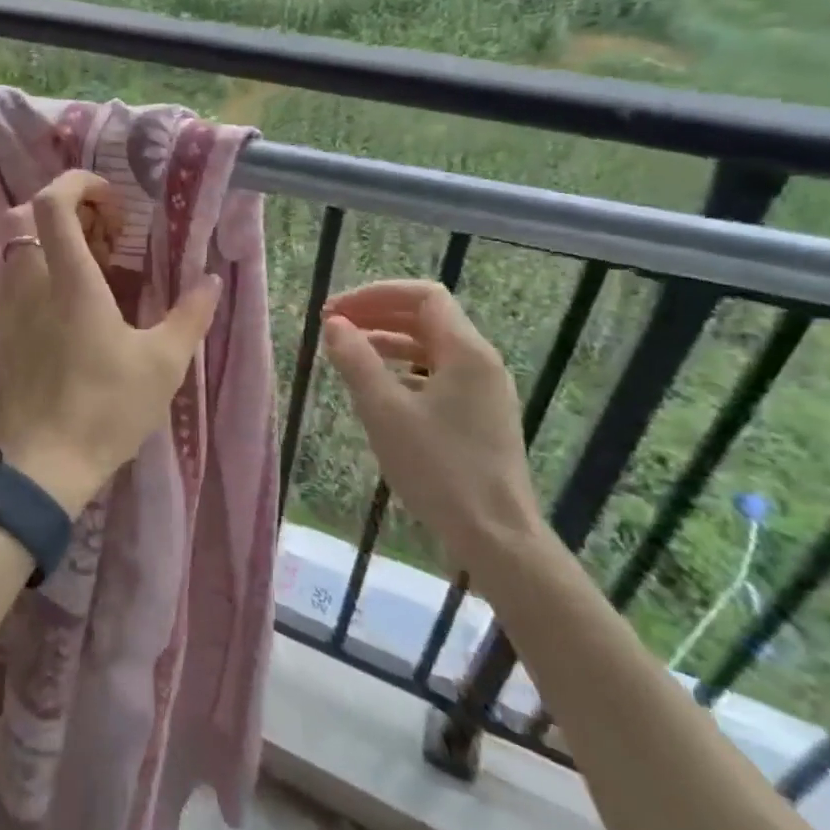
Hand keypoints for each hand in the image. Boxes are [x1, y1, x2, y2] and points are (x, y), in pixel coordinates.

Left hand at [0, 171, 222, 516]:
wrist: (42, 468)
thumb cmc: (107, 410)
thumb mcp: (164, 364)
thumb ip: (190, 315)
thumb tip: (211, 280)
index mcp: (70, 281)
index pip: (52, 203)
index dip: (77, 184)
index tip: (109, 201)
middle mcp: (27, 285)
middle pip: (27, 219)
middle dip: (67, 216)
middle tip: (103, 242)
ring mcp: (1, 311)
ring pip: (15, 254)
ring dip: (47, 249)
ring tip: (82, 281)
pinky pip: (5, 290)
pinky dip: (30, 283)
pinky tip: (56, 319)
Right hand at [321, 280, 542, 576]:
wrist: (495, 535)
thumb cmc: (438, 468)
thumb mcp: (384, 410)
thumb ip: (356, 360)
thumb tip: (334, 324)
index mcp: (466, 351)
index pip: (422, 296)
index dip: (374, 294)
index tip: (335, 311)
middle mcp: (481, 362)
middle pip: (427, 317)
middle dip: (378, 314)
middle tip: (334, 325)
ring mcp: (484, 390)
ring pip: (432, 346)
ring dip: (388, 340)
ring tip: (349, 351)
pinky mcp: (480, 416)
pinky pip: (438, 373)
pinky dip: (404, 368)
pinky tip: (379, 387)